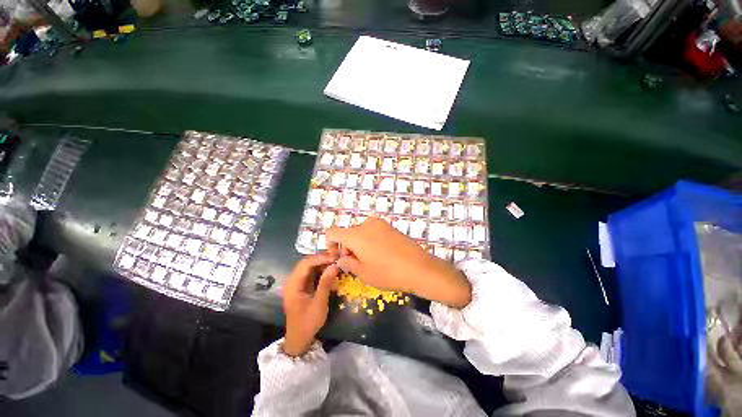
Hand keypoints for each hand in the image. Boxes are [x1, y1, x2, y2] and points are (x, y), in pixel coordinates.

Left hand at [282, 254, 339, 356]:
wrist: (299, 339)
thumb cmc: (308, 322)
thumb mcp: (319, 303)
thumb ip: (325, 283)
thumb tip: (334, 265)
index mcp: (293, 284)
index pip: (305, 263)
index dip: (320, 258)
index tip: (335, 258)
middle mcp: (293, 281)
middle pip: (306, 263)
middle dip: (321, 259)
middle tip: (336, 259)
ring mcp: (297, 283)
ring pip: (309, 267)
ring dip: (321, 263)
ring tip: (335, 262)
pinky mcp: (302, 286)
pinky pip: (311, 273)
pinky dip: (320, 270)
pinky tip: (330, 271)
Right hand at [327, 218, 471, 307]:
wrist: (419, 267)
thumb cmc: (388, 272)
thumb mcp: (364, 273)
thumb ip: (348, 264)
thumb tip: (341, 259)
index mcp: (356, 235)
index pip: (332, 231)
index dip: (330, 244)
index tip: (337, 257)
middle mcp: (366, 224)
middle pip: (348, 232)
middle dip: (346, 247)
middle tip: (354, 263)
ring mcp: (380, 224)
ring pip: (360, 232)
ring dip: (358, 244)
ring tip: (368, 260)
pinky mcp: (390, 226)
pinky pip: (373, 231)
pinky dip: (369, 240)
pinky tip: (380, 254)